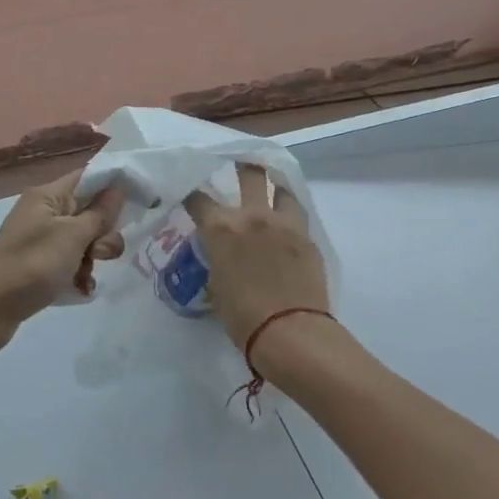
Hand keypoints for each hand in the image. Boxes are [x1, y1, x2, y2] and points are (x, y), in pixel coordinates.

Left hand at [0, 169, 123, 352]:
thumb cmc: (32, 264)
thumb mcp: (73, 236)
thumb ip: (99, 213)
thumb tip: (117, 189)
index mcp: (48, 196)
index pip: (89, 176)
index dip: (115, 184)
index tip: (141, 199)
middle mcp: (44, 212)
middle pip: (89, 211)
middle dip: (103, 232)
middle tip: (100, 252)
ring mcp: (40, 240)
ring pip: (83, 240)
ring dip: (92, 257)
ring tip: (86, 276)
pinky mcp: (38, 265)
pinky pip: (70, 262)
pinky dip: (78, 274)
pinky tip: (80, 290)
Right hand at [184, 164, 330, 350]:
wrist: (289, 331)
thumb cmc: (243, 317)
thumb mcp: (217, 286)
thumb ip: (218, 260)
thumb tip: (223, 256)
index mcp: (222, 228)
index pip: (199, 199)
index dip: (192, 195)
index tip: (191, 195)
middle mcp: (253, 216)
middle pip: (250, 174)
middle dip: (243, 166)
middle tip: (241, 166)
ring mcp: (284, 224)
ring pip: (281, 189)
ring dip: (274, 189)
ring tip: (272, 192)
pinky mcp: (307, 237)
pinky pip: (297, 216)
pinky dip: (290, 216)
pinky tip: (287, 226)